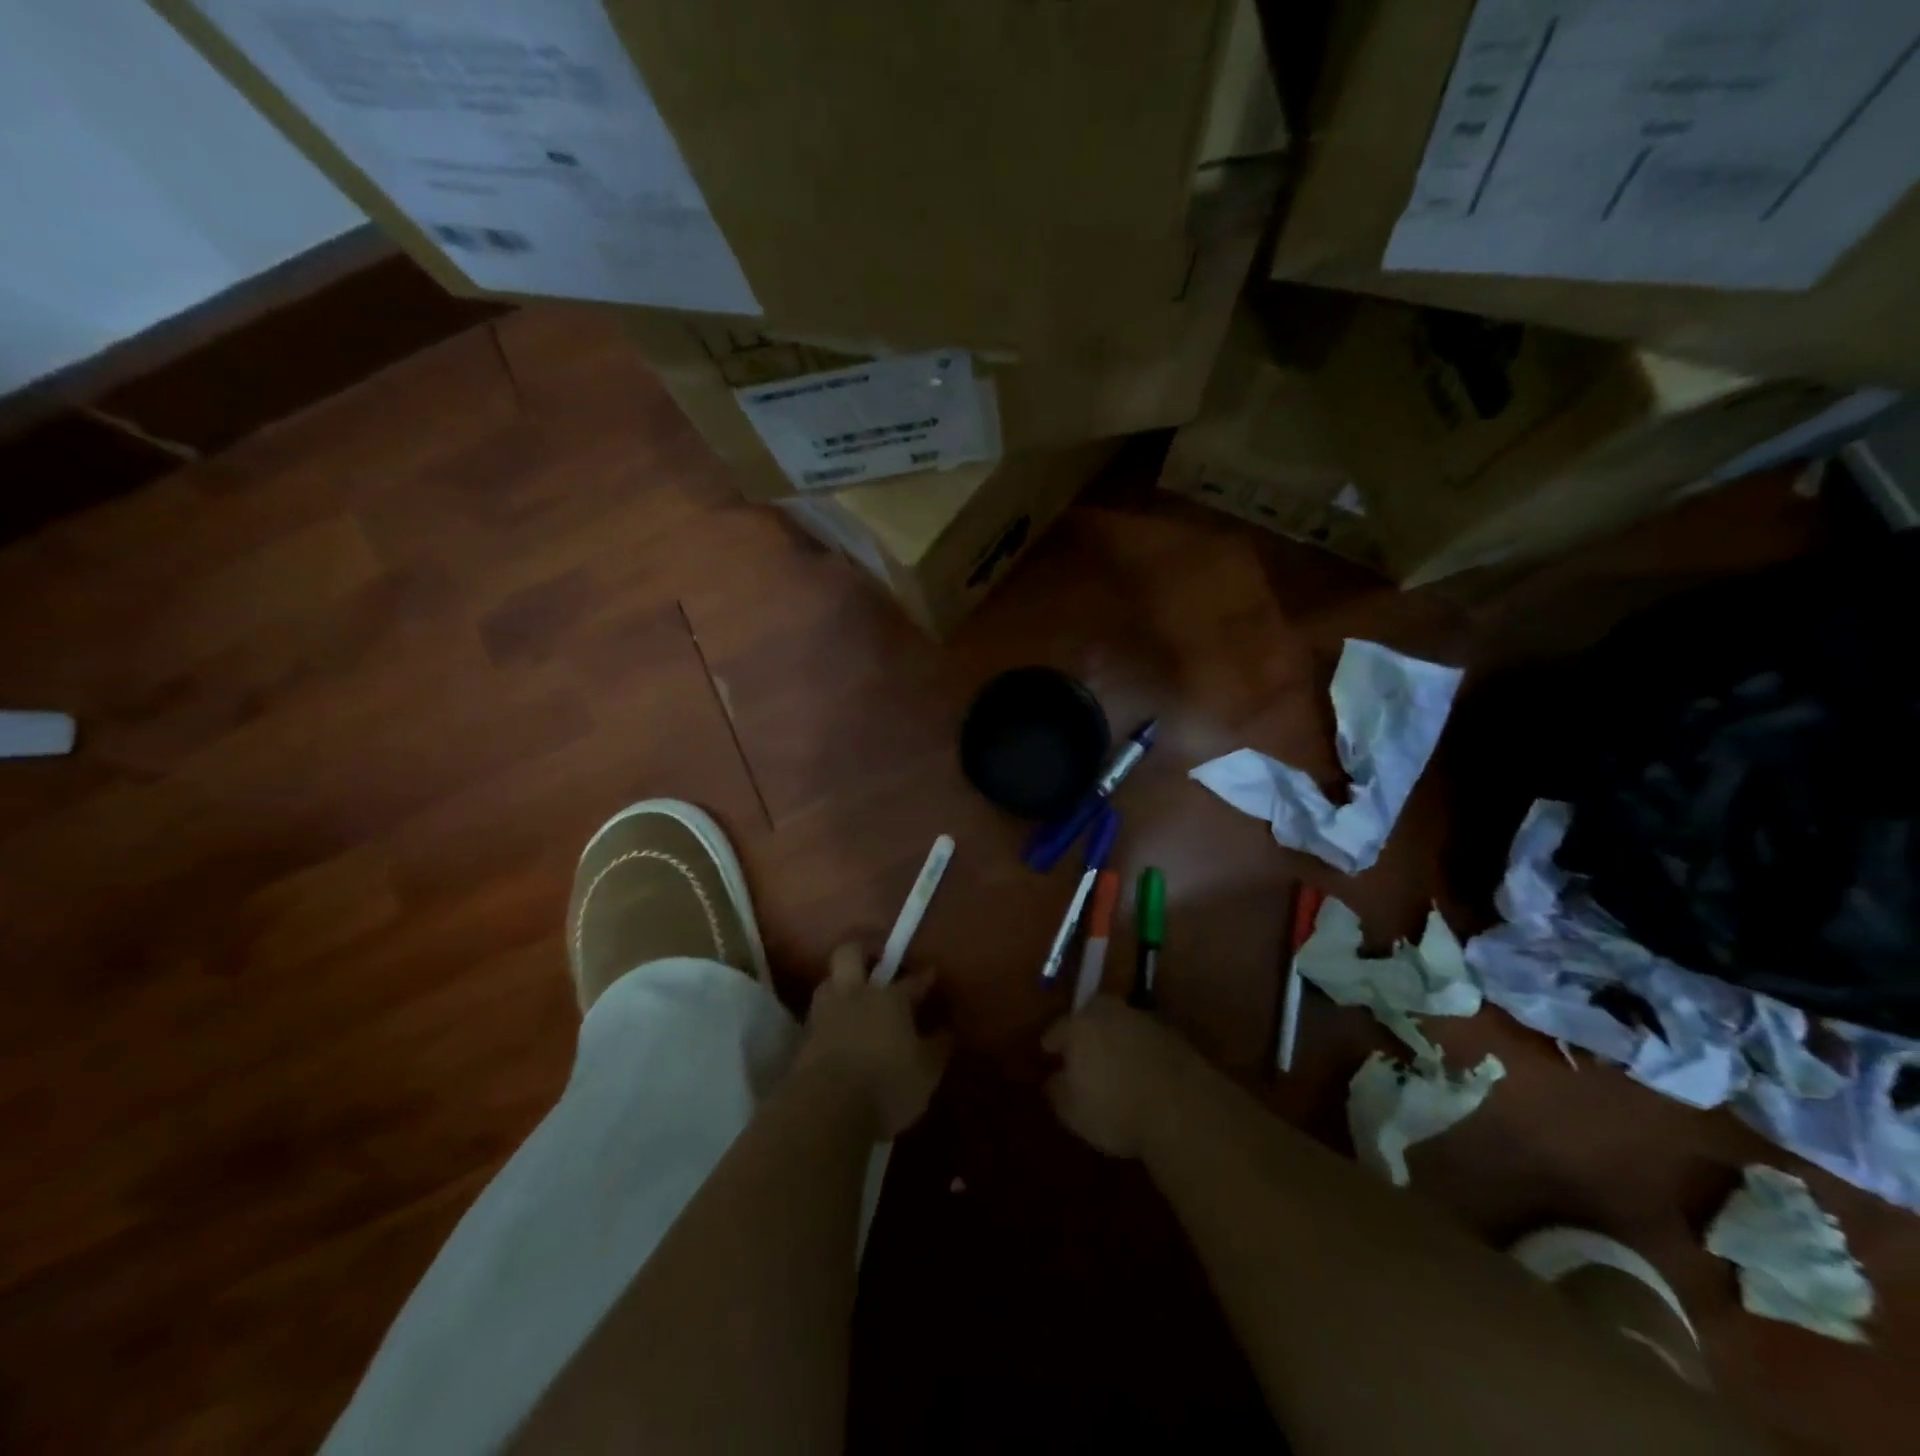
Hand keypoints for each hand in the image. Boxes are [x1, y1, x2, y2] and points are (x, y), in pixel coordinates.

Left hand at [795, 943, 951, 1137]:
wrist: (826, 1110)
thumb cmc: (887, 1085)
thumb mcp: (927, 1072)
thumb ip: (938, 1046)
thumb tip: (946, 1029)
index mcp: (890, 998)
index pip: (911, 981)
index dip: (923, 977)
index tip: (931, 974)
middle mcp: (855, 996)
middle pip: (850, 953)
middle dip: (863, 950)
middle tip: (876, 960)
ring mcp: (825, 1014)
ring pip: (828, 982)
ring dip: (840, 983)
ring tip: (854, 996)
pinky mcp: (804, 1039)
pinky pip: (819, 1016)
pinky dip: (830, 1017)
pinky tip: (839, 1029)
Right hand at [1043, 999, 1190, 1158]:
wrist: (1183, 1109)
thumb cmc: (1115, 1109)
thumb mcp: (1072, 1112)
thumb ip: (1057, 1091)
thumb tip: (1055, 1079)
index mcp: (1080, 1024)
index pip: (1059, 1029)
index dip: (1052, 1043)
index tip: (1049, 1053)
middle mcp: (1111, 1012)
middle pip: (1093, 1014)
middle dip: (1086, 1029)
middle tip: (1083, 1050)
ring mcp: (1145, 1021)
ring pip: (1122, 1024)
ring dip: (1116, 1038)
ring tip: (1115, 1063)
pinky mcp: (1174, 1036)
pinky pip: (1146, 1040)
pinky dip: (1141, 1050)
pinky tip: (1142, 1071)